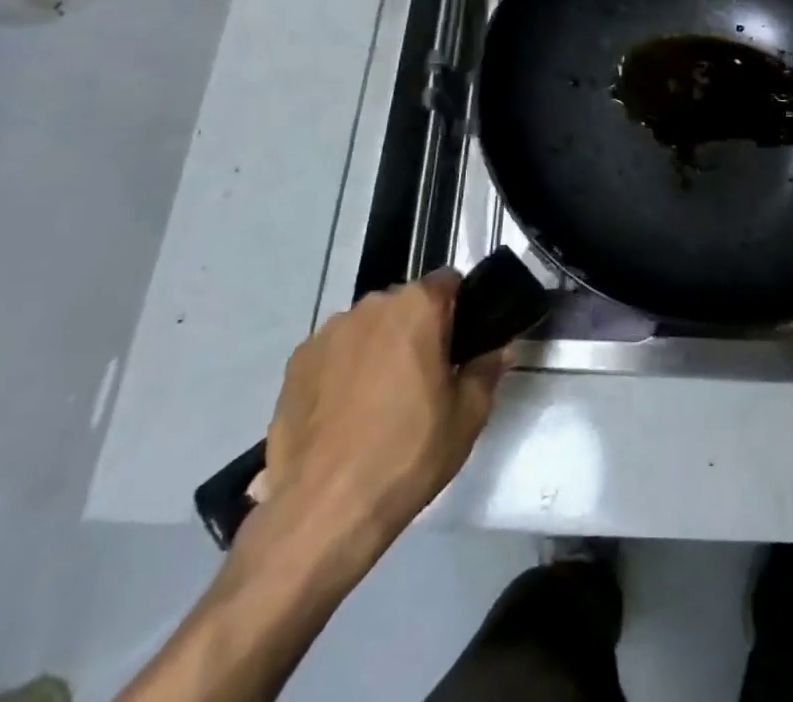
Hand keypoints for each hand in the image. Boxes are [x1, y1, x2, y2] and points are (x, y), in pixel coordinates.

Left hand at [260, 271, 507, 572]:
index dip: (459, 309)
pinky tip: (343, 416)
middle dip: (416, 329)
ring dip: (378, 348)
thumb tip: (497, 350)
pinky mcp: (295, 364)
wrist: (323, 511)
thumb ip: (487, 371)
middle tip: (423, 378)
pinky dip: (342, 371)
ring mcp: (328, 332)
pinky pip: (332, 354)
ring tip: (378, 402)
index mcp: (417, 306)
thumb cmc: (407, 454)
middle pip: (405, 304)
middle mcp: (371, 305)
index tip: (460, 344)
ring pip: (367, 328)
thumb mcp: (468, 417)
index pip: (448, 282)